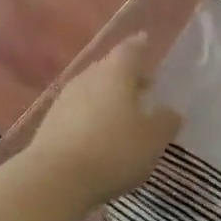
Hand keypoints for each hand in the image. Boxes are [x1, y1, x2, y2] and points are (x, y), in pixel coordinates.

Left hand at [27, 36, 180, 206]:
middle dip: (127, 76)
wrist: (55, 179)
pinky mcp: (50, 125)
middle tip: (144, 86)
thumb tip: (170, 112)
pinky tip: (101, 135)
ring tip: (125, 115)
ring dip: (108, 98)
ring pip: (92, 91)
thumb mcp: (153, 139)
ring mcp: (64, 101)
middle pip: (108, 69)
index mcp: (115, 73)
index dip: (140, 46)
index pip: (130, 50)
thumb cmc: (114, 151)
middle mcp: (87, 79)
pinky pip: (78, 112)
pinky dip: (92, 117)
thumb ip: (166, 122)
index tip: (146, 41)